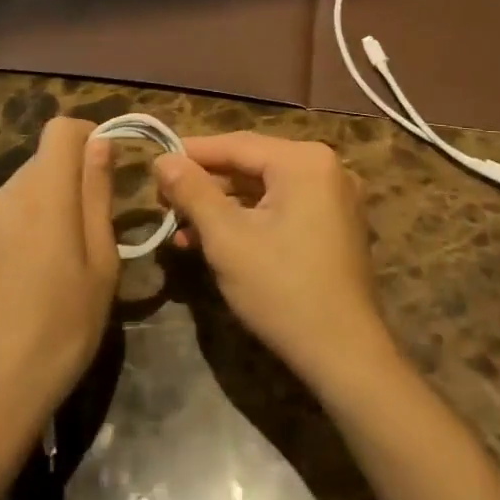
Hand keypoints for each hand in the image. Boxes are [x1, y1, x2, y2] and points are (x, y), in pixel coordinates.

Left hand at [0, 117, 117, 455]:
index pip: (60, 129)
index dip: (90, 135)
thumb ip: (98, 195)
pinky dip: (30, 224)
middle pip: (45, 159)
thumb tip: (101, 143)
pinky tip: (36, 274)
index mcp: (42, 193)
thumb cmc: (61, 328)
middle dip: (75, 176)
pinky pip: (8, 214)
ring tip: (70, 257)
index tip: (112, 168)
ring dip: (53, 202)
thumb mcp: (100, 263)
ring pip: (26, 187)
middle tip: (100, 226)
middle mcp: (5, 195)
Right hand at [153, 132, 395, 396]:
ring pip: (264, 189)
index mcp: (304, 161)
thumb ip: (193, 192)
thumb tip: (163, 159)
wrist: (345, 355)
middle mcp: (325, 168)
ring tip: (180, 227)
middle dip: (205, 184)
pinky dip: (248, 220)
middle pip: (251, 164)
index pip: (236, 145)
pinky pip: (283, 208)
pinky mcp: (333, 225)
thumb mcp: (227, 238)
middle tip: (162, 200)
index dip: (191, 153)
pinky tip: (213, 241)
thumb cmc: (282, 289)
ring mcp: (334, 197)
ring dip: (222, 206)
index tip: (154, 163)